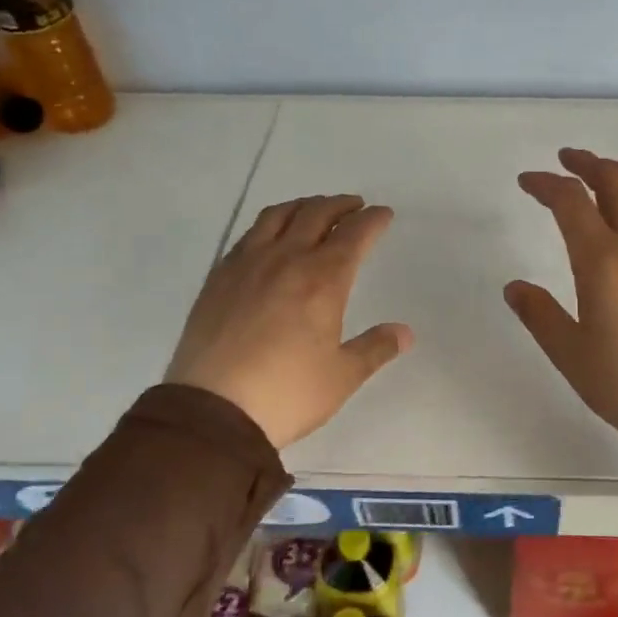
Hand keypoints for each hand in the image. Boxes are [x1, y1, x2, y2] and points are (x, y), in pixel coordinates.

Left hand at [167, 195, 412, 448]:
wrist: (212, 411)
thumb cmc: (287, 393)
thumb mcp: (342, 376)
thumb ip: (376, 348)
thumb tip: (405, 333)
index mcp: (323, 279)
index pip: (354, 234)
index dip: (372, 220)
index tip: (383, 215)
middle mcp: (286, 260)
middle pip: (316, 214)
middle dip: (340, 205)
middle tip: (354, 206)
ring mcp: (247, 265)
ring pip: (277, 216)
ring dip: (302, 206)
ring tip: (313, 210)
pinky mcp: (218, 277)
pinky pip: (248, 235)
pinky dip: (269, 225)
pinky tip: (270, 238)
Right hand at [506, 148, 617, 454]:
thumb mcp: (569, 354)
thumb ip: (539, 314)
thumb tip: (514, 287)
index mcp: (603, 262)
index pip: (571, 202)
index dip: (546, 184)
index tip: (528, 181)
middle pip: (615, 180)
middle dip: (587, 163)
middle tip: (567, 160)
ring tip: (611, 171)